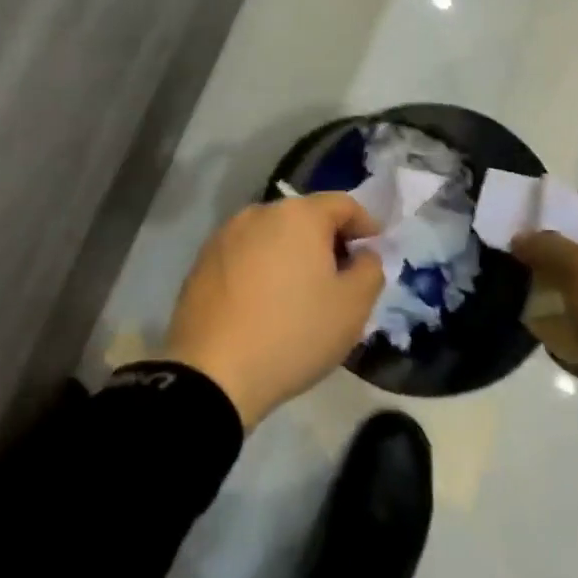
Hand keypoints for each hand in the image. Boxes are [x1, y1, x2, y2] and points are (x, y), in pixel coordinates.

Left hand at [163, 194, 384, 429]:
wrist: (212, 373)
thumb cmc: (293, 333)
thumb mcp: (353, 307)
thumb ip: (370, 269)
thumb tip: (362, 254)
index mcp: (299, 214)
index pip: (343, 204)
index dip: (365, 225)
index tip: (374, 252)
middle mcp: (259, 212)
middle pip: (305, 217)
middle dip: (328, 241)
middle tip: (341, 278)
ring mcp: (225, 235)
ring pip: (272, 236)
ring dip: (291, 254)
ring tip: (300, 293)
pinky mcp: (202, 261)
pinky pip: (245, 255)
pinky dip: (262, 269)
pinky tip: (263, 303)